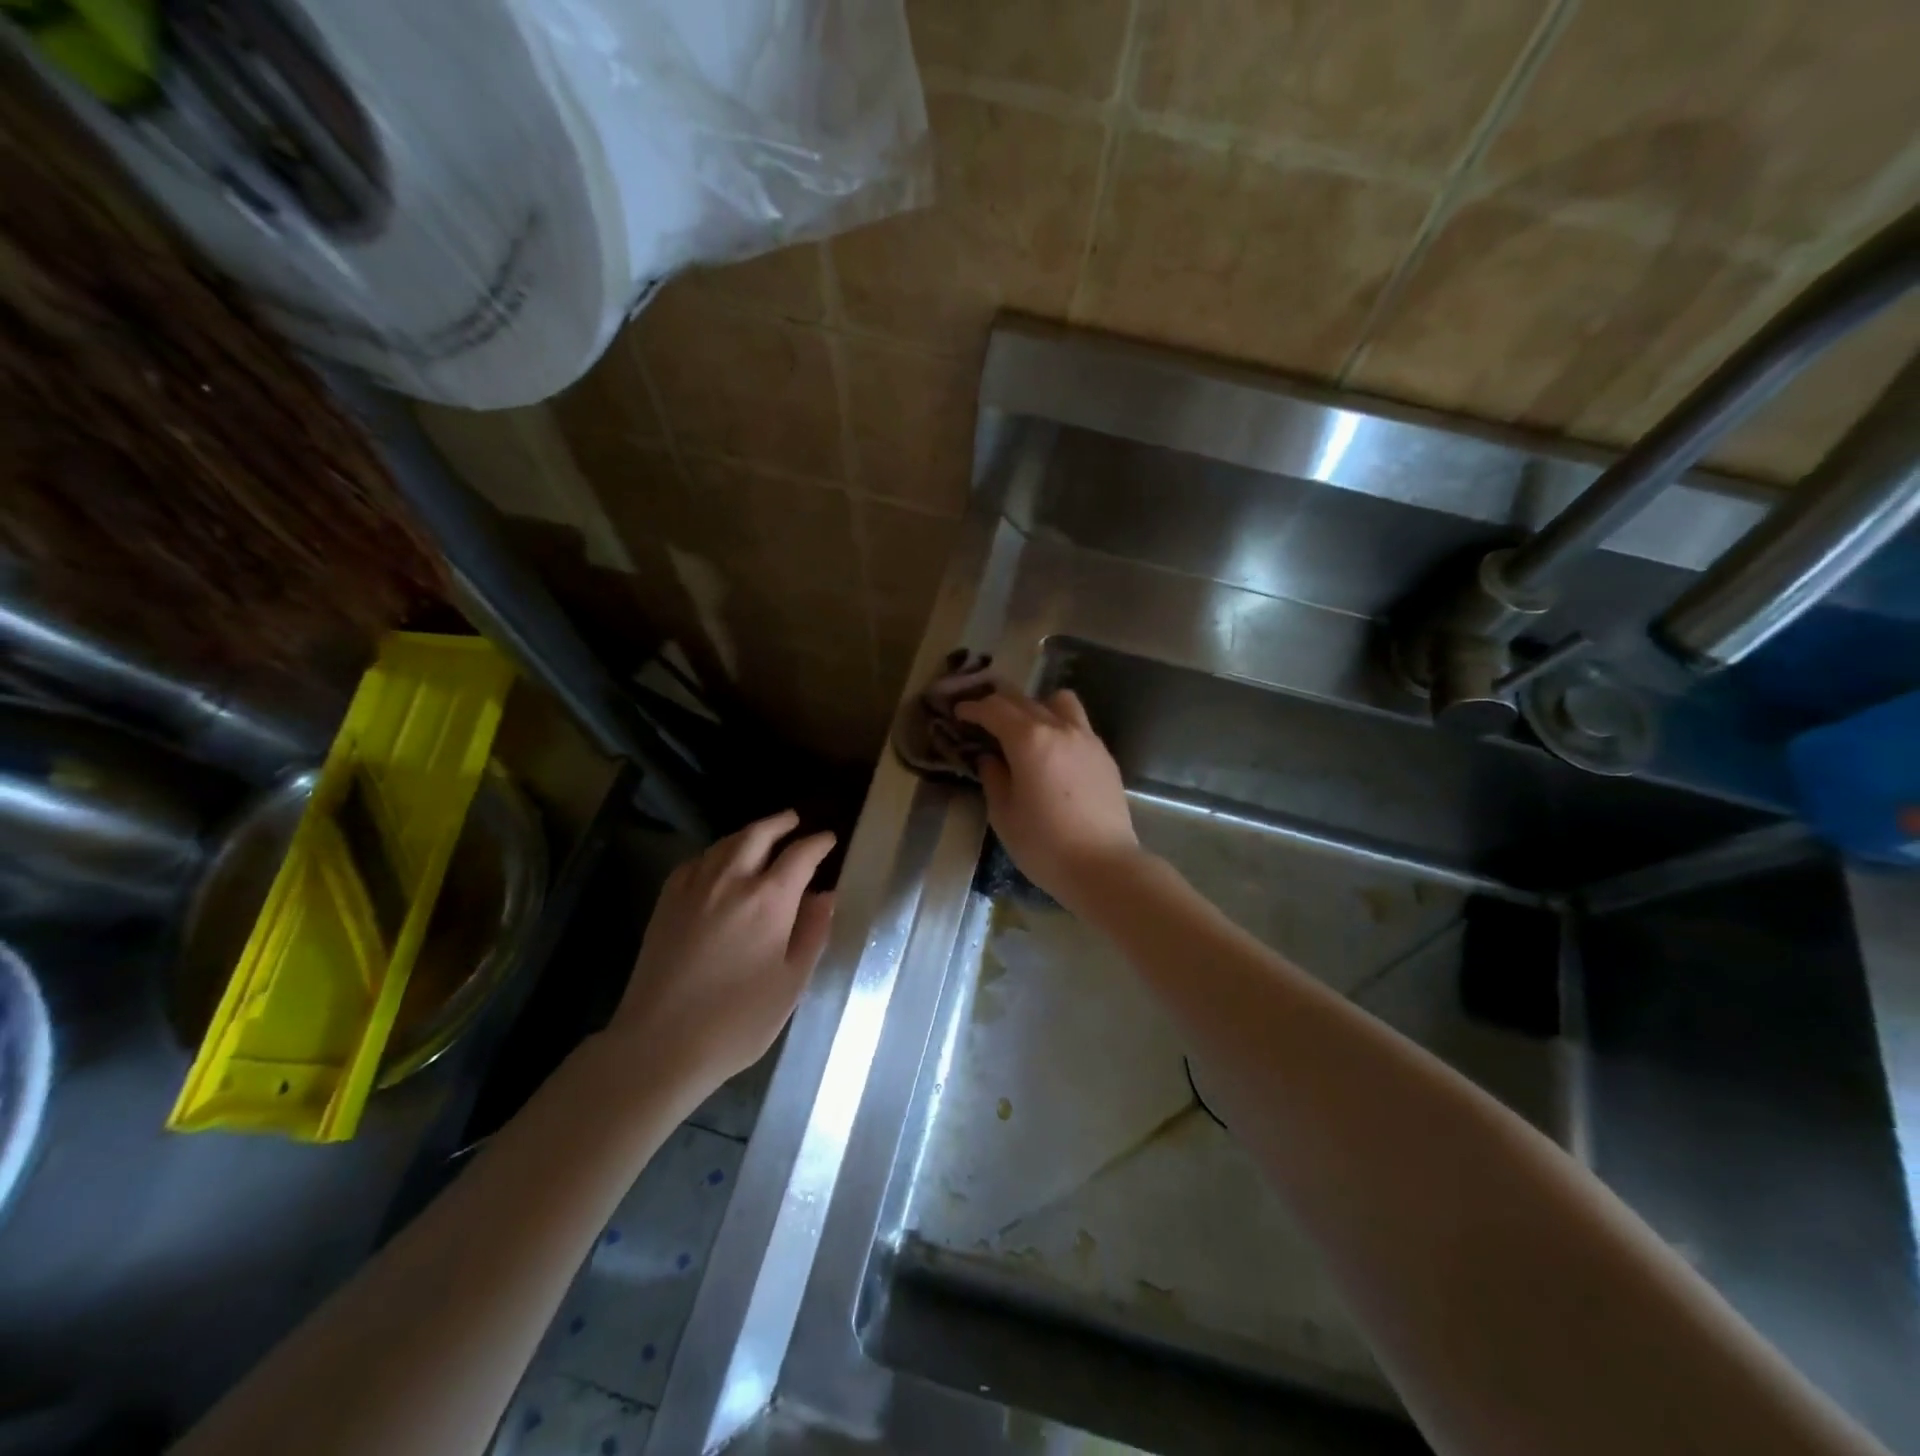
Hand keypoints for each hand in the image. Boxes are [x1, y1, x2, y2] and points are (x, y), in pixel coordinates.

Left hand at [611, 810, 835, 1100]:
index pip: (801, 855)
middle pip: (758, 835)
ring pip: (725, 844)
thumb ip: (813, 932)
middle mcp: (732, 881)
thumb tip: (826, 896)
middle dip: (780, 823)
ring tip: (761, 835)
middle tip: (794, 820)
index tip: (828, 839)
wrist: (660, 1044)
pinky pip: (695, 862)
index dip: (818, 843)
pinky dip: (714, 853)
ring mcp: (694, 889)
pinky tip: (717, 863)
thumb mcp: (792, 983)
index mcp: (770, 899)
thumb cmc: (738, 1020)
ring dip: (748, 833)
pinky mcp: (666, 903)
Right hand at [953, 688, 1141, 910]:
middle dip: (998, 703)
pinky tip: (1052, 753)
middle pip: (1024, 700)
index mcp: (1029, 740)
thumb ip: (993, 778)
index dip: (973, 708)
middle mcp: (1060, 728)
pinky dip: (1059, 726)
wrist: (1103, 866)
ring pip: (1059, 702)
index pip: (994, 709)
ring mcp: (1087, 739)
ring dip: (1036, 706)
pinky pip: (1078, 725)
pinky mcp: (1104, 756)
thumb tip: (990, 758)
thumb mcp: (1004, 814)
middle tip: (982, 717)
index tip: (959, 712)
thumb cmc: (1044, 845)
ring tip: (1026, 729)